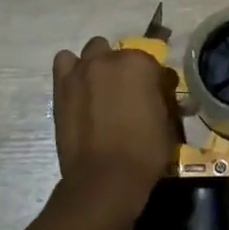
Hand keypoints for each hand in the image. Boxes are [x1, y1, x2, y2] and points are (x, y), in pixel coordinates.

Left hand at [52, 37, 179, 216]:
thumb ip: (162, 98)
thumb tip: (162, 92)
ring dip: (99, 64)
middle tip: (127, 95)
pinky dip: (72, 69)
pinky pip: (64, 61)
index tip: (154, 98)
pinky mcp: (61, 85)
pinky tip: (79, 88)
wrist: (104, 179)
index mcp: (140, 63)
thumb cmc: (144, 152)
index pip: (152, 63)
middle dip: (125, 70)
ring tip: (101, 88)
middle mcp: (110, 58)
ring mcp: (82, 70)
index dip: (154, 82)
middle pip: (120, 54)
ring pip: (93, 50)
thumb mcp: (167, 122)